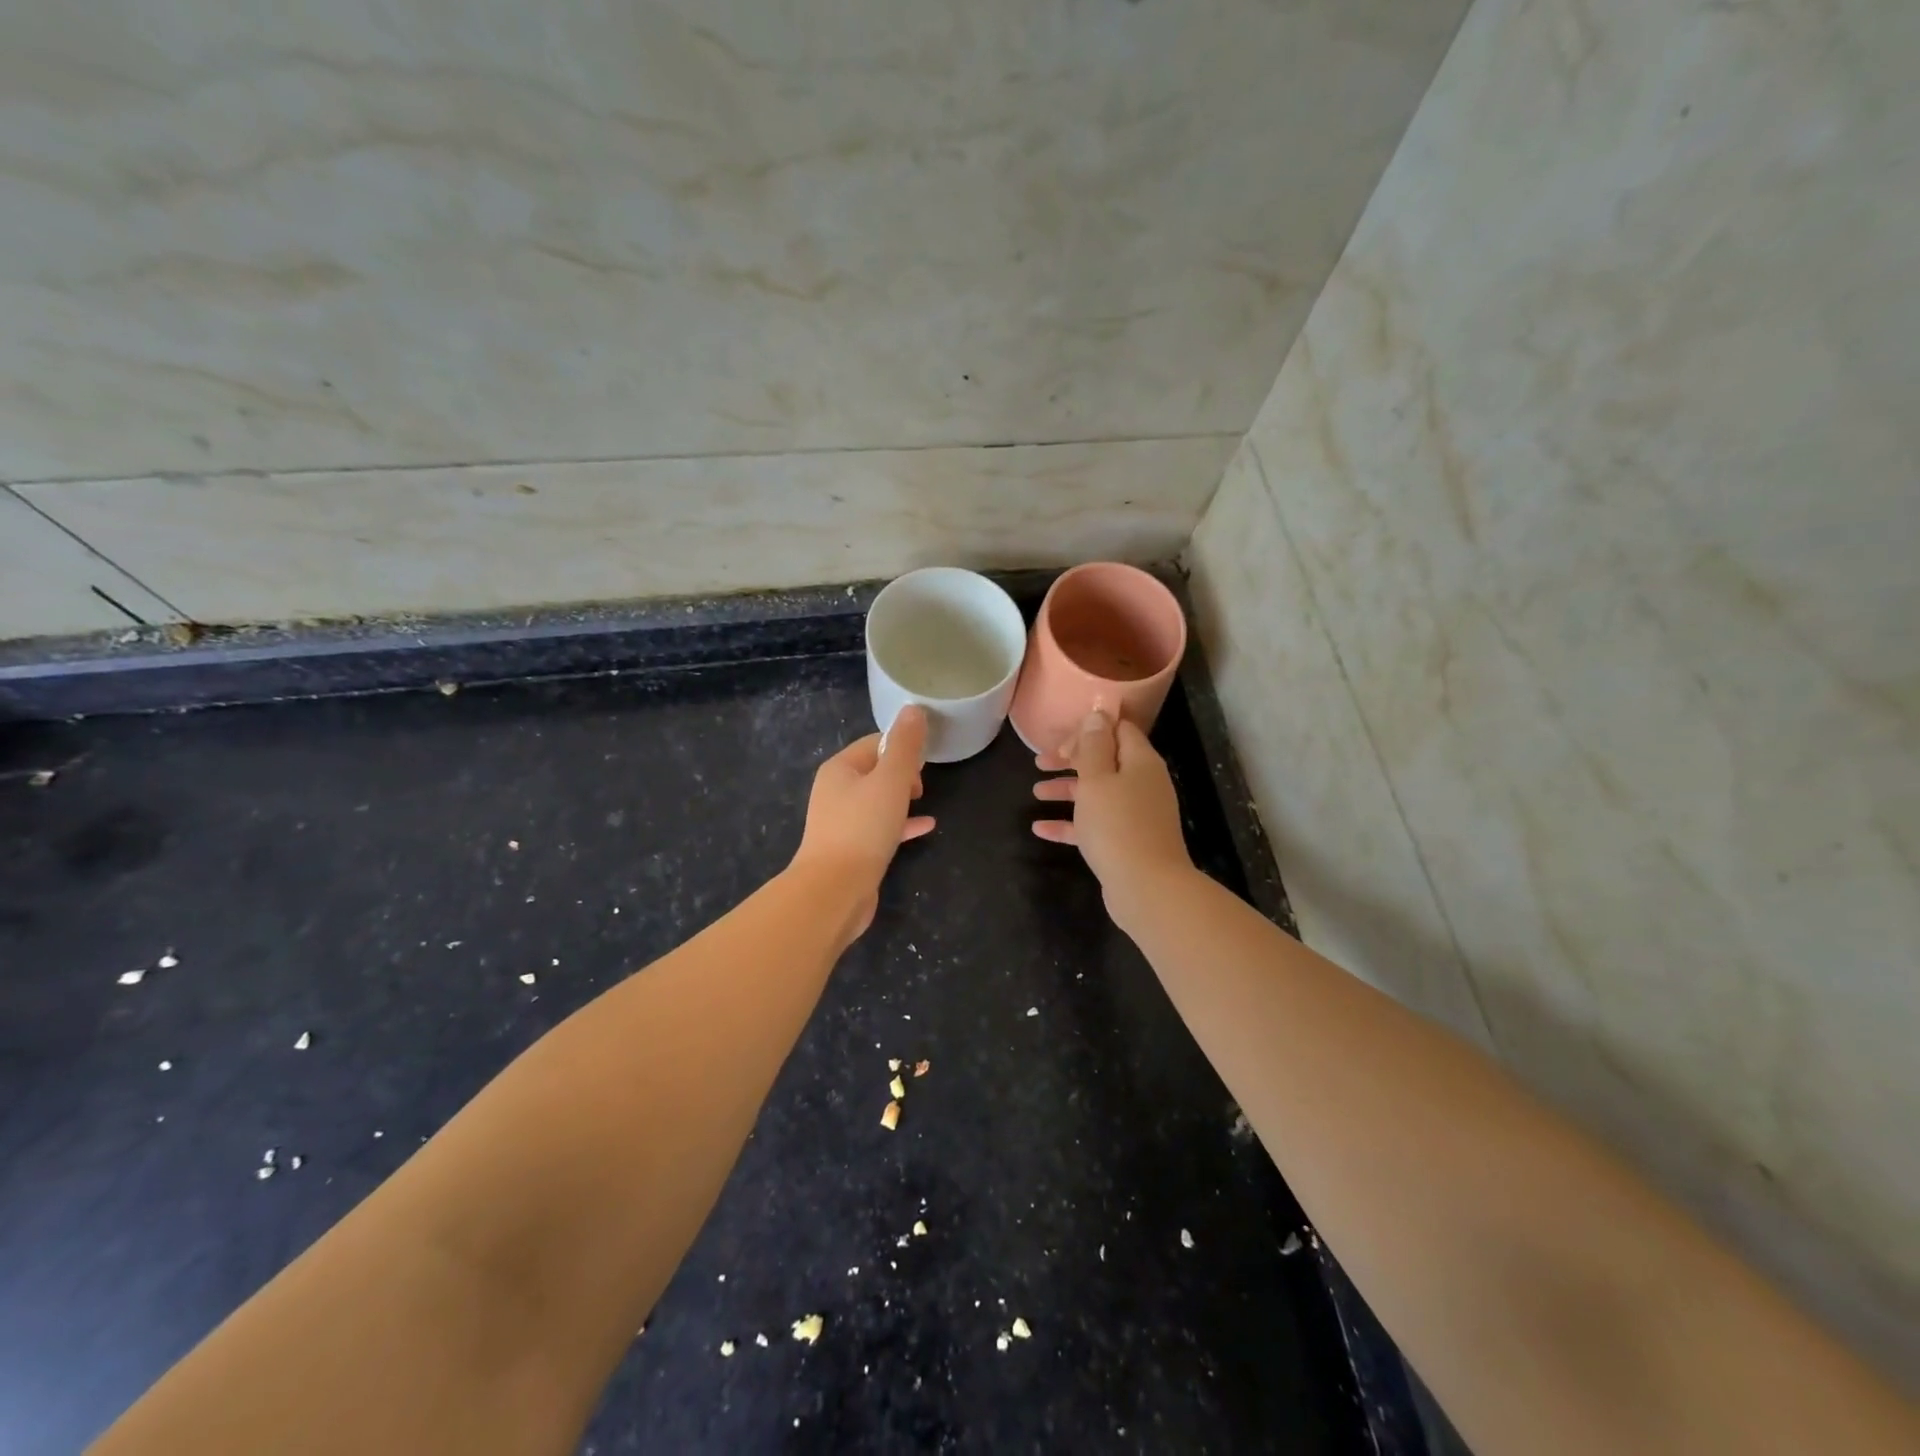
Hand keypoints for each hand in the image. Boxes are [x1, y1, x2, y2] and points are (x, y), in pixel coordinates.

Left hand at [790, 705, 935, 937]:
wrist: (834, 891)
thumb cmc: (863, 828)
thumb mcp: (891, 780)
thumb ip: (905, 746)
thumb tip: (914, 709)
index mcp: (840, 769)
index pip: (875, 743)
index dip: (902, 748)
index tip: (924, 764)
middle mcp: (836, 791)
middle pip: (876, 770)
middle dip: (902, 773)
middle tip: (921, 787)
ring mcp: (842, 822)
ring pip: (878, 800)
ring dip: (902, 798)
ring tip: (924, 802)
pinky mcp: (851, 849)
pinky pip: (880, 827)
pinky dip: (901, 824)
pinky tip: (926, 827)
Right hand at [1032, 710, 1193, 928]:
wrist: (1147, 887)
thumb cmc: (1117, 825)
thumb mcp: (1097, 778)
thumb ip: (1093, 746)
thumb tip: (1098, 714)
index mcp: (1140, 762)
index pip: (1118, 730)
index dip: (1089, 729)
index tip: (1060, 738)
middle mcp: (1142, 783)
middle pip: (1105, 761)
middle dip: (1071, 760)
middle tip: (1040, 761)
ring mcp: (1136, 814)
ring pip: (1098, 793)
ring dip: (1067, 790)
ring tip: (1036, 793)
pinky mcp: (1127, 841)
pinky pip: (1095, 824)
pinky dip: (1071, 823)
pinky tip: (1040, 829)